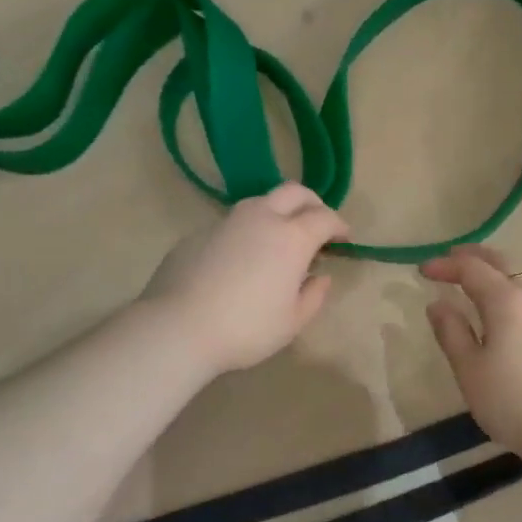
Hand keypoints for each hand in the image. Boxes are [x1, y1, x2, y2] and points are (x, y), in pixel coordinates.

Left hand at [143, 183, 348, 376]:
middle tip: (317, 223)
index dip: (339, 225)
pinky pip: (232, 223)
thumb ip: (314, 296)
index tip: (344, 238)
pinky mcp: (199, 232)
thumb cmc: (246, 328)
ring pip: (260, 202)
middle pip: (294, 192)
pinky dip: (247, 231)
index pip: (325, 217)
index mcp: (291, 237)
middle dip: (312, 203)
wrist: (177, 326)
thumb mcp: (292, 322)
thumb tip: (321, 276)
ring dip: (277, 213)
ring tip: (278, 240)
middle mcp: (261, 218)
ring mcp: (227, 221)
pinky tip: (240, 259)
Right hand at [421, 245, 521, 457]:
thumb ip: (452, 332)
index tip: (422, 270)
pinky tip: (506, 307)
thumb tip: (438, 303)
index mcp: (506, 300)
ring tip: (477, 279)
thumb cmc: (513, 402)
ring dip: (497, 269)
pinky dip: (513, 286)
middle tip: (450, 259)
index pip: (472, 269)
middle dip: (474, 256)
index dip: (445, 266)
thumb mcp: (470, 370)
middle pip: (502, 262)